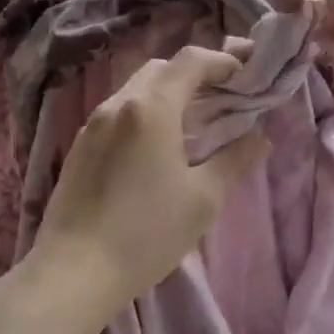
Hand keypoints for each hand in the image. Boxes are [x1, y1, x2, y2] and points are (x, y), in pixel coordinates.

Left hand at [31, 42, 268, 323]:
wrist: (73, 272)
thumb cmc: (147, 233)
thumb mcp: (202, 199)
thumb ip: (234, 160)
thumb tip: (260, 138)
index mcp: (151, 107)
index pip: (190, 61)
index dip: (222, 61)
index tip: (245, 76)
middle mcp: (119, 103)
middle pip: (161, 68)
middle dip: (195, 74)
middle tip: (222, 97)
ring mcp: (94, 123)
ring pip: (136, 88)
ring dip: (167, 93)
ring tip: (193, 122)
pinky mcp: (80, 145)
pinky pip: (118, 111)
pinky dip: (144, 112)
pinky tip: (156, 145)